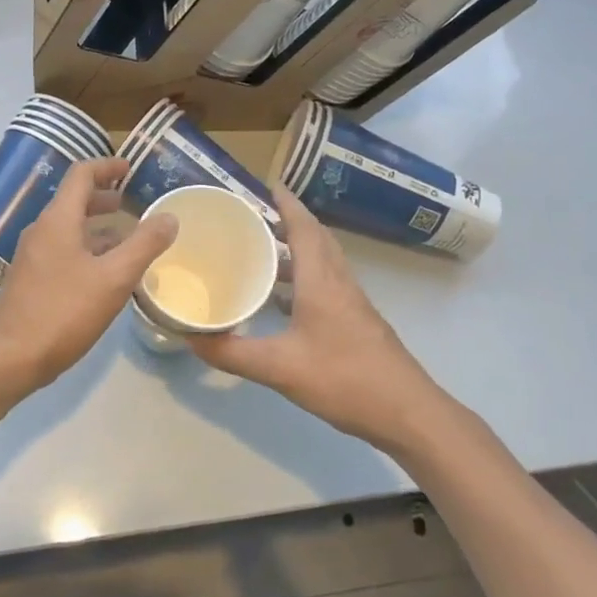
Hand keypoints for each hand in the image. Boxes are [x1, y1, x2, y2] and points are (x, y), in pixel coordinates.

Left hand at [0, 158, 178, 395]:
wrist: (8, 359)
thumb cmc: (62, 312)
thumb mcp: (113, 278)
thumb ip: (144, 245)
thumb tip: (169, 216)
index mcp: (57, 220)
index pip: (81, 175)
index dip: (107, 166)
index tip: (130, 168)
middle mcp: (41, 231)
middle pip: (73, 201)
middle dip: (104, 198)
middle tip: (132, 203)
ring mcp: (32, 258)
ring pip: (69, 230)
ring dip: (98, 228)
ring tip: (128, 240)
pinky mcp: (30, 282)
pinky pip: (63, 252)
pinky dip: (87, 251)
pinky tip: (106, 275)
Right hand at [191, 188, 446, 451]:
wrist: (407, 412)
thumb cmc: (344, 379)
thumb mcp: (279, 368)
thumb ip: (233, 353)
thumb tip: (190, 339)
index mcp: (321, 280)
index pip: (304, 227)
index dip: (286, 203)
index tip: (267, 183)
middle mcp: (339, 283)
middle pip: (316, 238)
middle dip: (289, 220)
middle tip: (256, 216)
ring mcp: (352, 303)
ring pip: (323, 262)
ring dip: (297, 249)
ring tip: (263, 251)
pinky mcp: (357, 322)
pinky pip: (327, 284)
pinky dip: (304, 278)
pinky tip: (283, 301)